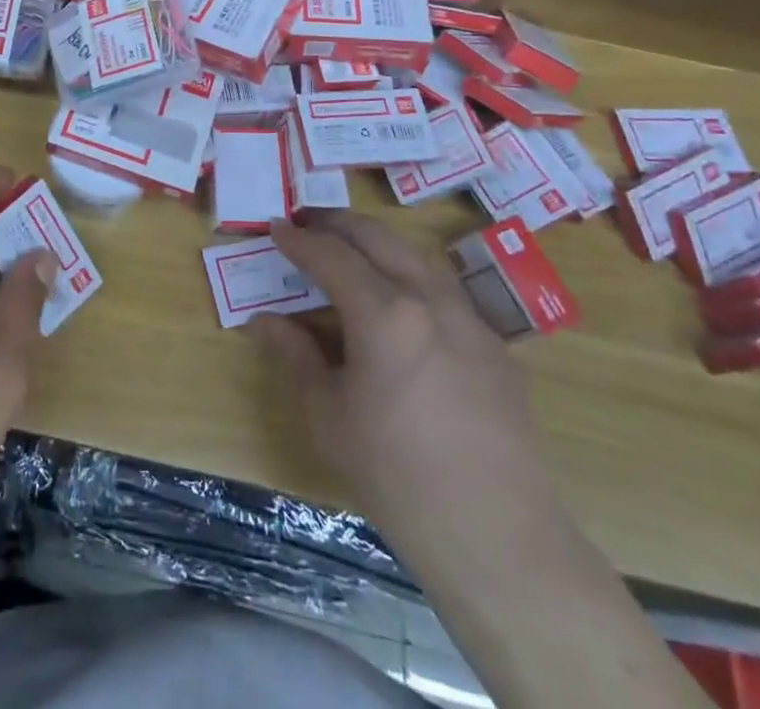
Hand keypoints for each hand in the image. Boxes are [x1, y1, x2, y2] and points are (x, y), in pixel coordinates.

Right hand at [254, 212, 554, 537]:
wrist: (496, 536)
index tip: (276, 228)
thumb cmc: (396, 475)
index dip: (298, 239)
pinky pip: (446, 292)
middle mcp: (430, 299)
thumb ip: (295, 356)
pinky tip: (402, 307)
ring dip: (377, 243)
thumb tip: (263, 321)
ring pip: (416, 256)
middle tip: (307, 223)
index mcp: (384, 312)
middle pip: (378, 237)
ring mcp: (470, 319)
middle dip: (337, 223)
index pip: (331, 256)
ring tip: (350, 251)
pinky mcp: (497, 347)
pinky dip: (411, 278)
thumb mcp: (328, 414)